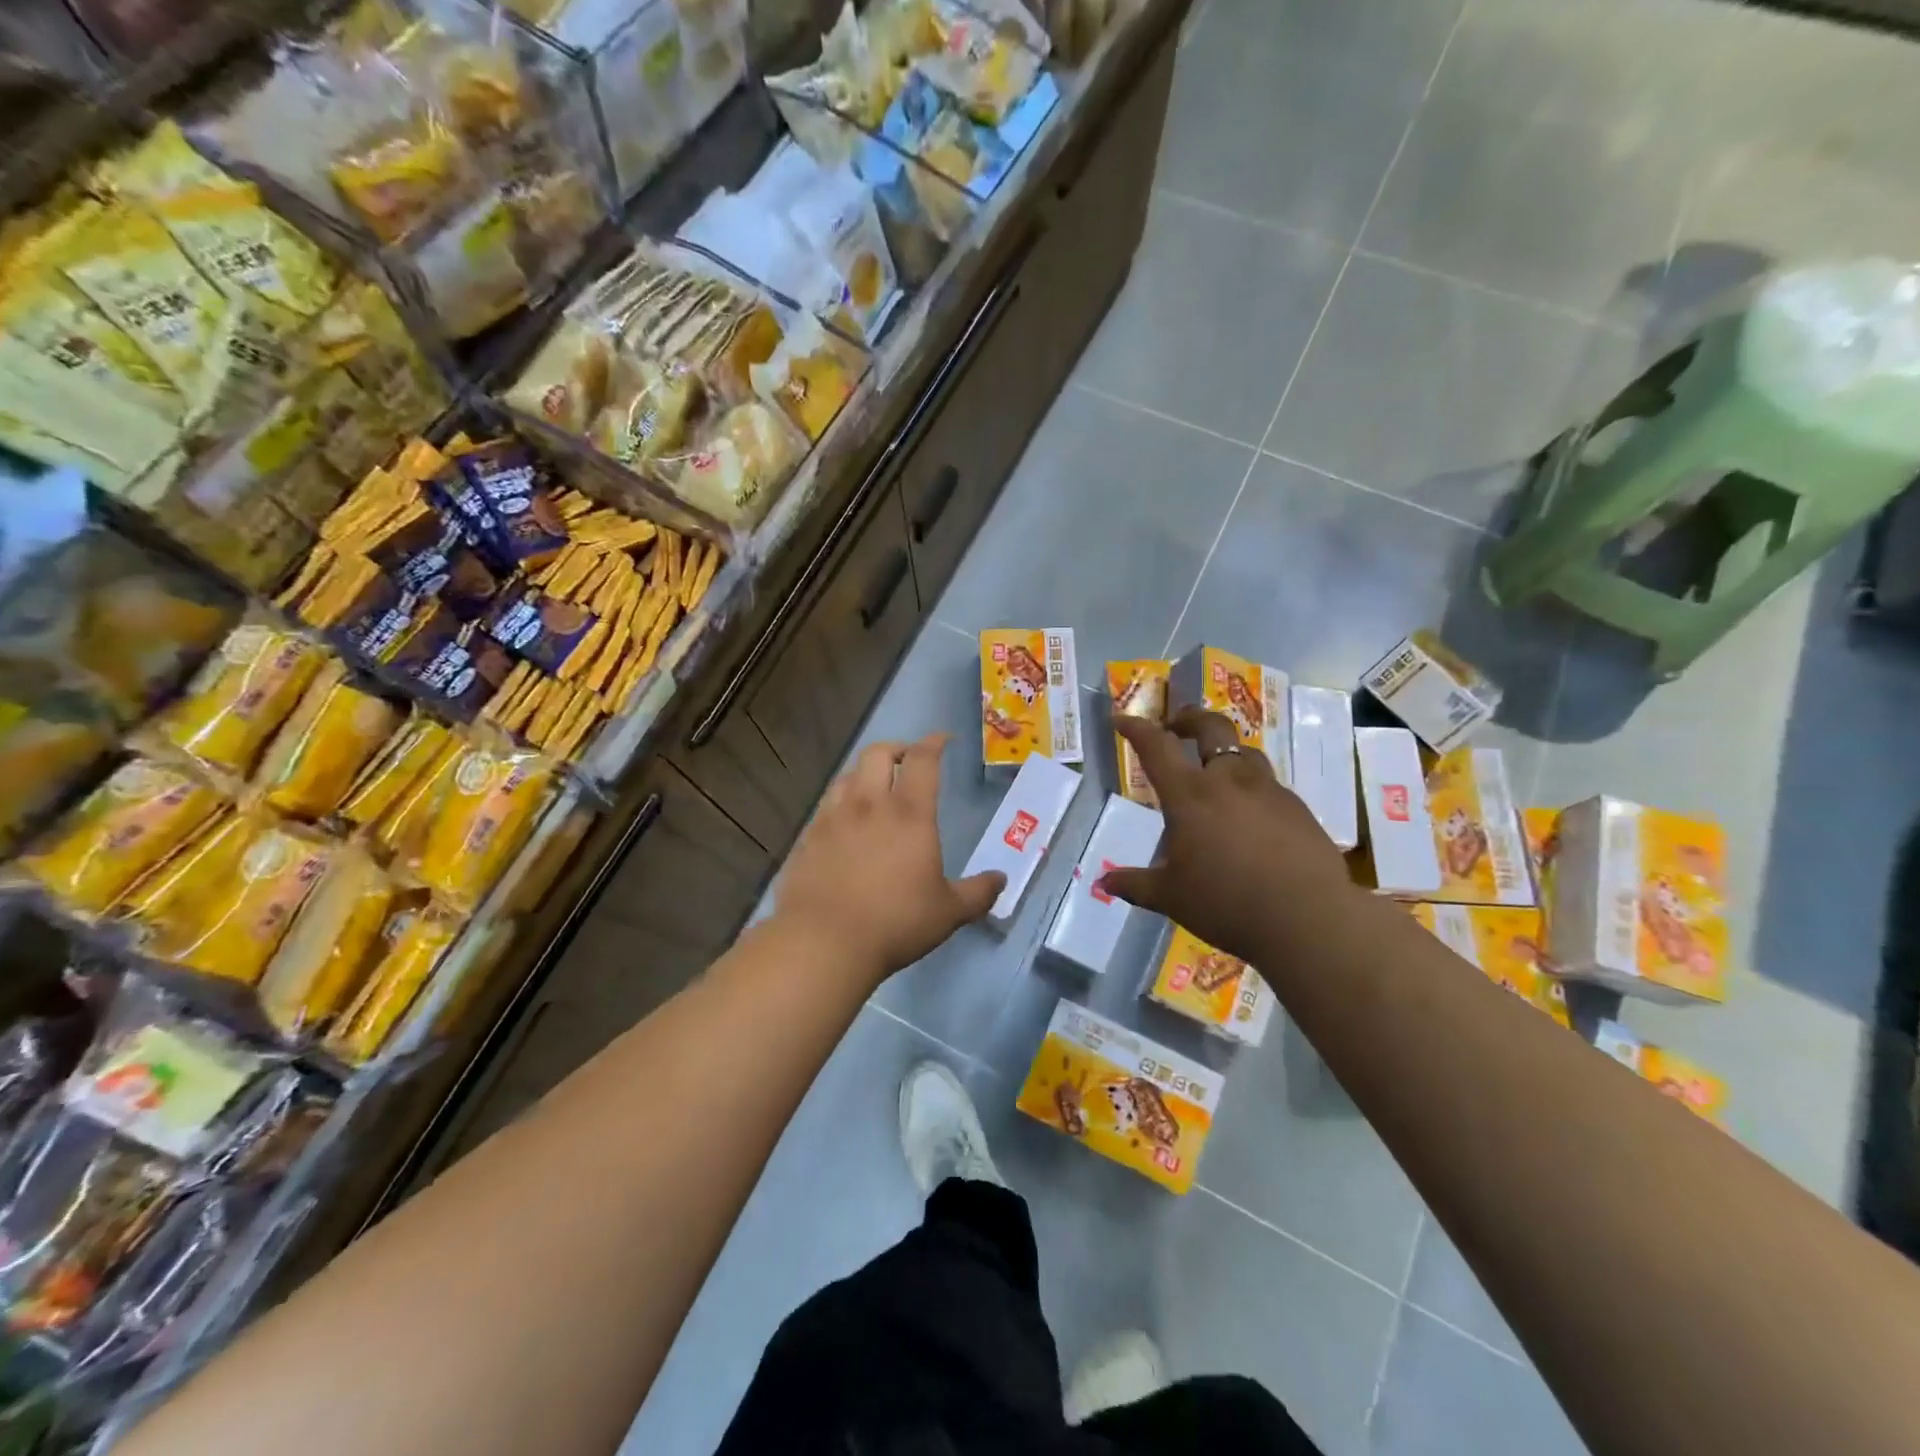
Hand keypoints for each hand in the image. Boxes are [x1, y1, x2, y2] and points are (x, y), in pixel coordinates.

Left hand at [773, 734, 1003, 985]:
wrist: (823, 942)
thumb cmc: (895, 922)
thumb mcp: (948, 912)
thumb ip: (978, 893)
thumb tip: (1000, 880)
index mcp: (909, 814)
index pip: (922, 760)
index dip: (934, 743)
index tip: (942, 740)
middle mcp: (869, 804)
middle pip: (878, 753)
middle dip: (897, 748)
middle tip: (909, 761)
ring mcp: (833, 818)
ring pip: (848, 775)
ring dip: (866, 772)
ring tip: (876, 788)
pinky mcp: (808, 838)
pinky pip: (826, 805)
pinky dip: (842, 802)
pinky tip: (847, 824)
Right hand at [1096, 708, 1354, 961]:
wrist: (1308, 919)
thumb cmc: (1226, 904)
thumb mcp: (1171, 897)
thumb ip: (1136, 884)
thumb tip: (1106, 882)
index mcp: (1190, 795)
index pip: (1156, 747)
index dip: (1136, 728)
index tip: (1121, 720)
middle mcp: (1229, 781)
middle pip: (1211, 728)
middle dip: (1189, 718)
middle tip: (1175, 725)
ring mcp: (1269, 791)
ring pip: (1245, 753)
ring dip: (1224, 752)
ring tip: (1215, 771)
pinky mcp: (1298, 809)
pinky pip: (1269, 785)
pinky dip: (1251, 788)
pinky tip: (1250, 816)